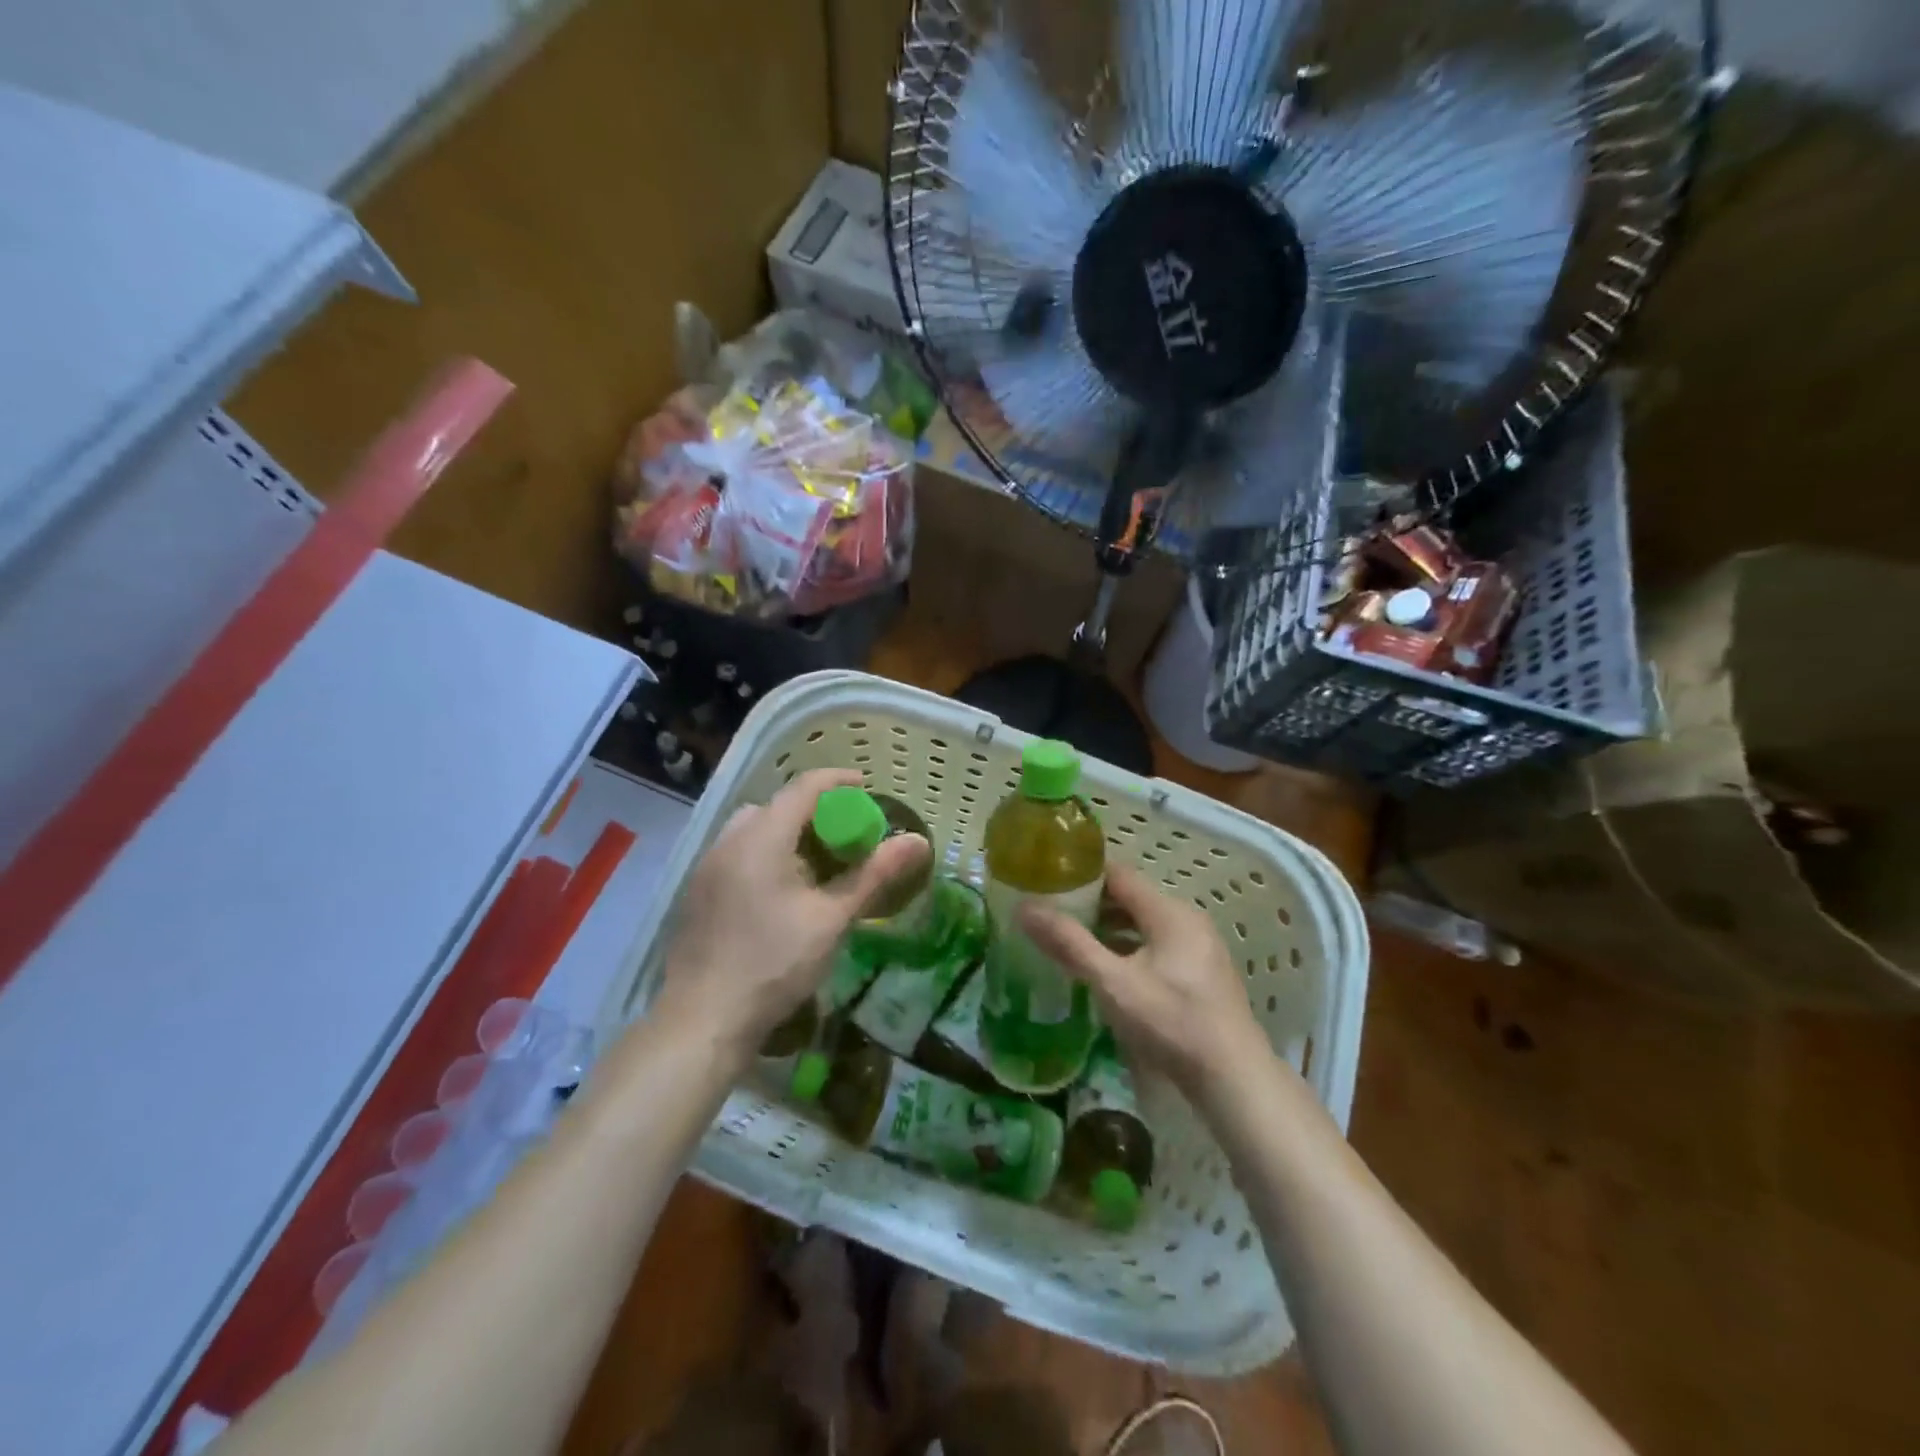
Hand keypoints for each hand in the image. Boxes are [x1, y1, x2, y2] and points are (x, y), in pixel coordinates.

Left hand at [656, 769, 928, 1064]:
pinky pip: (735, 854)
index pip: (803, 788)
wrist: (703, 1020)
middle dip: (811, 811)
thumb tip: (918, 841)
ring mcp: (706, 868)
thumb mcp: (832, 918)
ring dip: (784, 834)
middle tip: (842, 835)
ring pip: (751, 830)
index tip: (866, 788)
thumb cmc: (774, 963)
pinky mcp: (697, 894)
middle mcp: (728, 842)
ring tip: (813, 866)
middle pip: (774, 806)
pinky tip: (779, 894)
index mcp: (761, 838)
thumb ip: (873, 874)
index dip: (838, 781)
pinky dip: (763, 855)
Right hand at [1020, 864, 1274, 1107]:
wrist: (1233, 1080)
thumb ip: (1070, 944)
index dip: (1082, 875)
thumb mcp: (1114, 983)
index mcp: (1169, 912)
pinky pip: (1157, 946)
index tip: (1047, 882)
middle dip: (1091, 905)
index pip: (1118, 874)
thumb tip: (1025, 908)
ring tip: (1071, 942)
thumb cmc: (1172, 1022)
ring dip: (1109, 930)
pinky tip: (1107, 971)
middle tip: (1052, 915)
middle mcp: (1187, 920)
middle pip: (1131, 898)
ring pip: (1144, 925)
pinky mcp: (1202, 974)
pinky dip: (1129, 949)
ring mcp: (1198, 947)